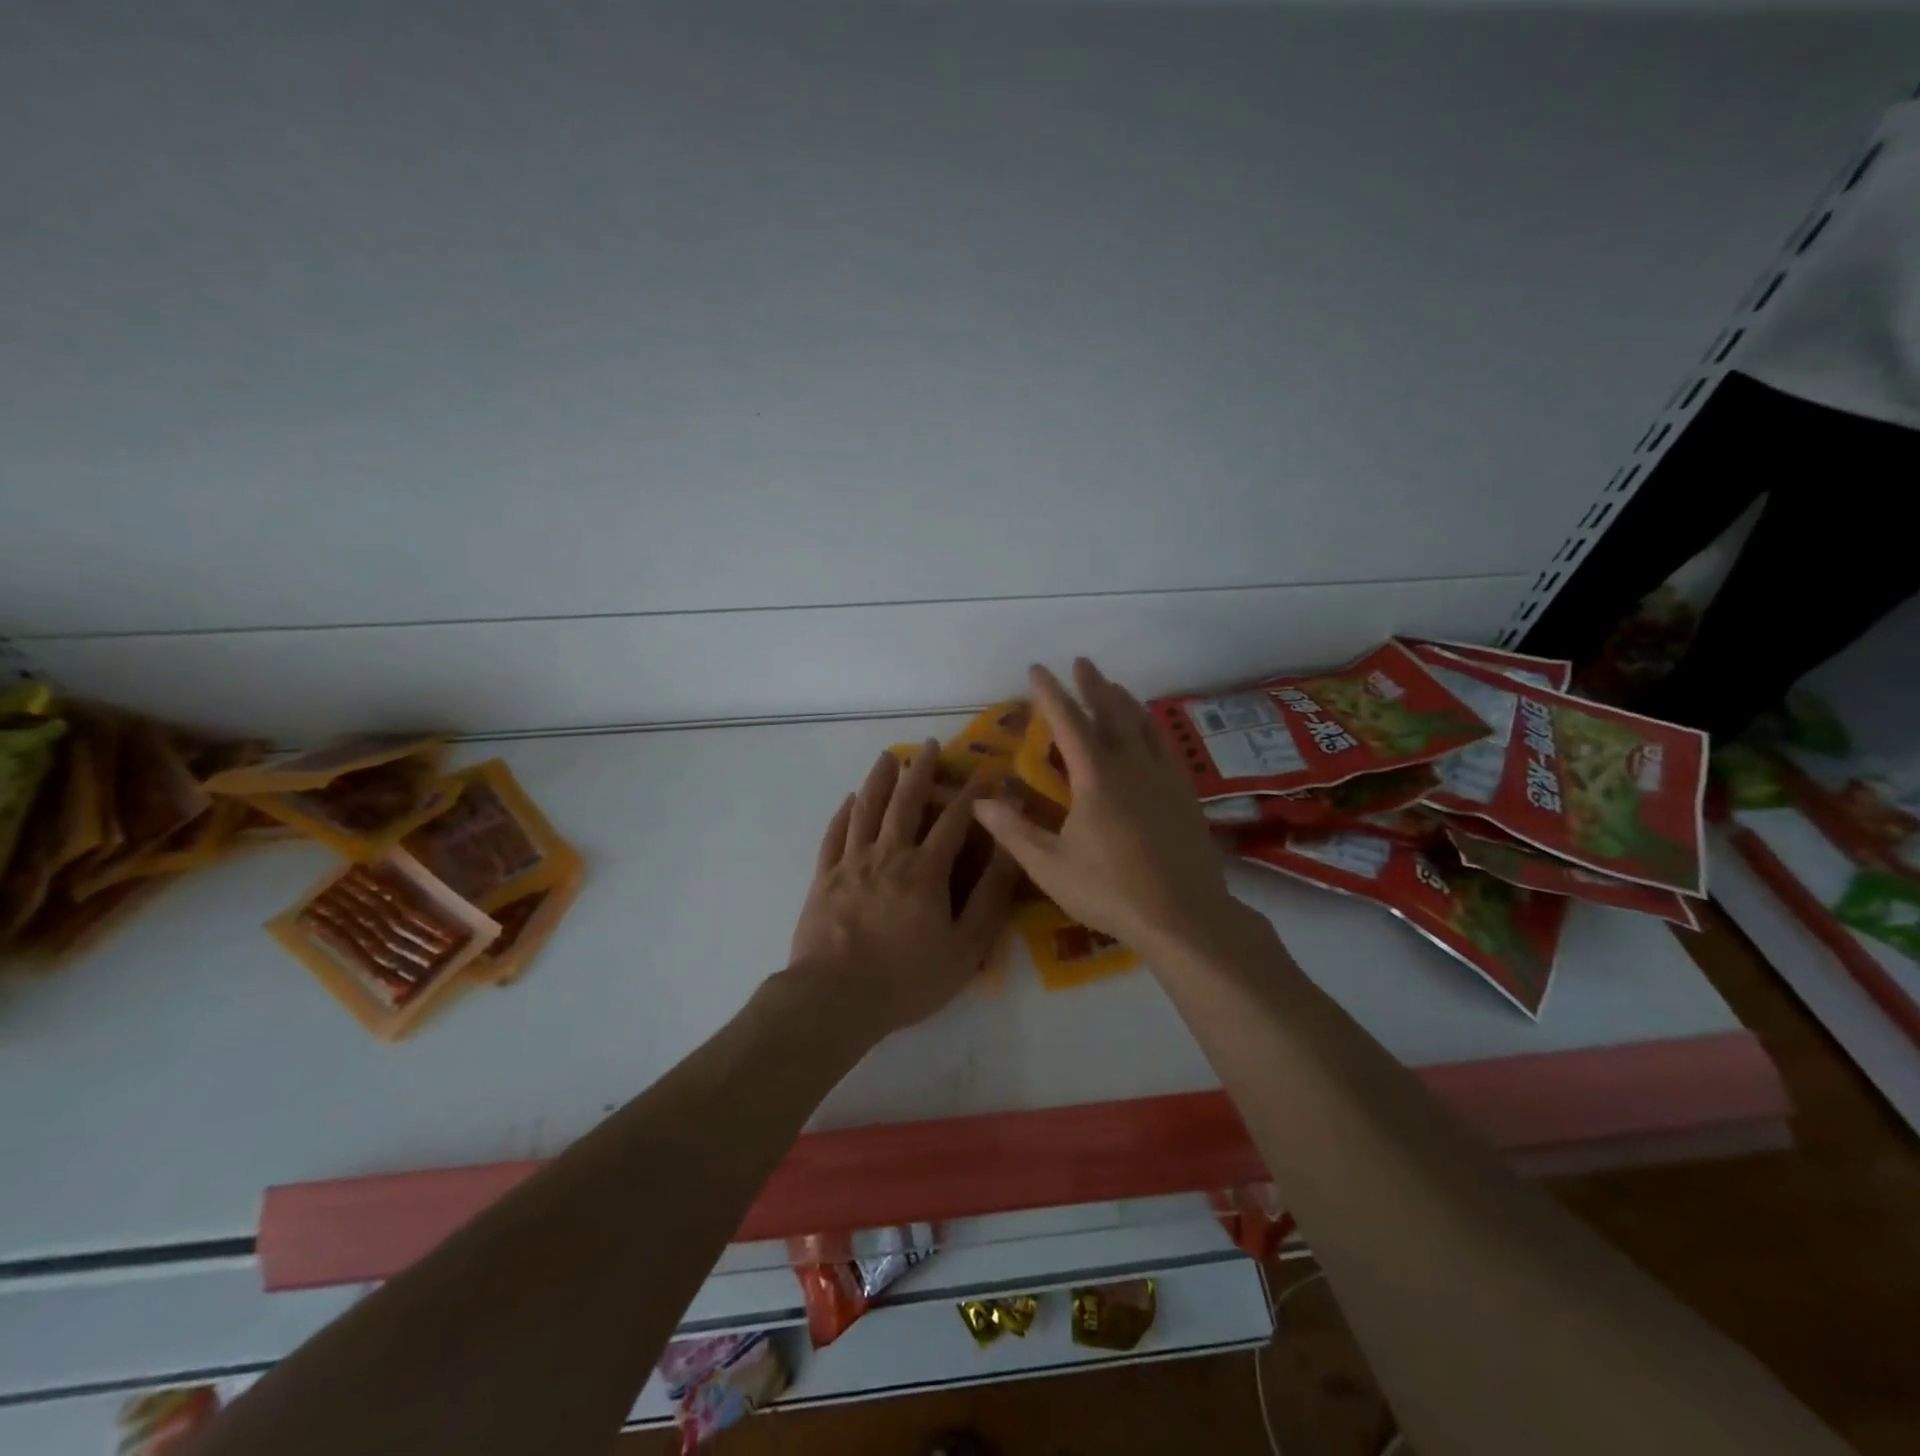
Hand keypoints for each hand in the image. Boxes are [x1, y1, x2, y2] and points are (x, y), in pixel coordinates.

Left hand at [790, 741, 1020, 1038]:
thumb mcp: (965, 947)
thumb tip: (1009, 850)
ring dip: (879, 779)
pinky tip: (850, 799)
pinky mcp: (824, 877)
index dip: (972, 795)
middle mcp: (888, 854)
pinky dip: (844, 812)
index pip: (954, 820)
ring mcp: (851, 863)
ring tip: (887, 756)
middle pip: (906, 801)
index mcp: (925, 870)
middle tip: (928, 745)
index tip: (986, 774)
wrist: (835, 998)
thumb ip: (990, 897)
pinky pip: (835, 834)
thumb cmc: (907, 979)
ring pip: (866, 808)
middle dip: (920, 770)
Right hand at [972, 659, 1243, 954]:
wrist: (1185, 916)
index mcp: (1096, 777)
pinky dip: (1152, 728)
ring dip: (1125, 701)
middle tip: (1081, 662)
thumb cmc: (1110, 891)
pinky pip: (1164, 746)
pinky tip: (1151, 733)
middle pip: (1111, 712)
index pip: (1068, 722)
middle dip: (1092, 685)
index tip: (1037, 669)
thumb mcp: (1050, 866)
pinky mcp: (1184, 795)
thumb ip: (1013, 831)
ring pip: (1143, 725)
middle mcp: (1131, 766)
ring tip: (1114, 687)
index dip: (1050, 693)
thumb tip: (979, 802)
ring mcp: (1163, 778)